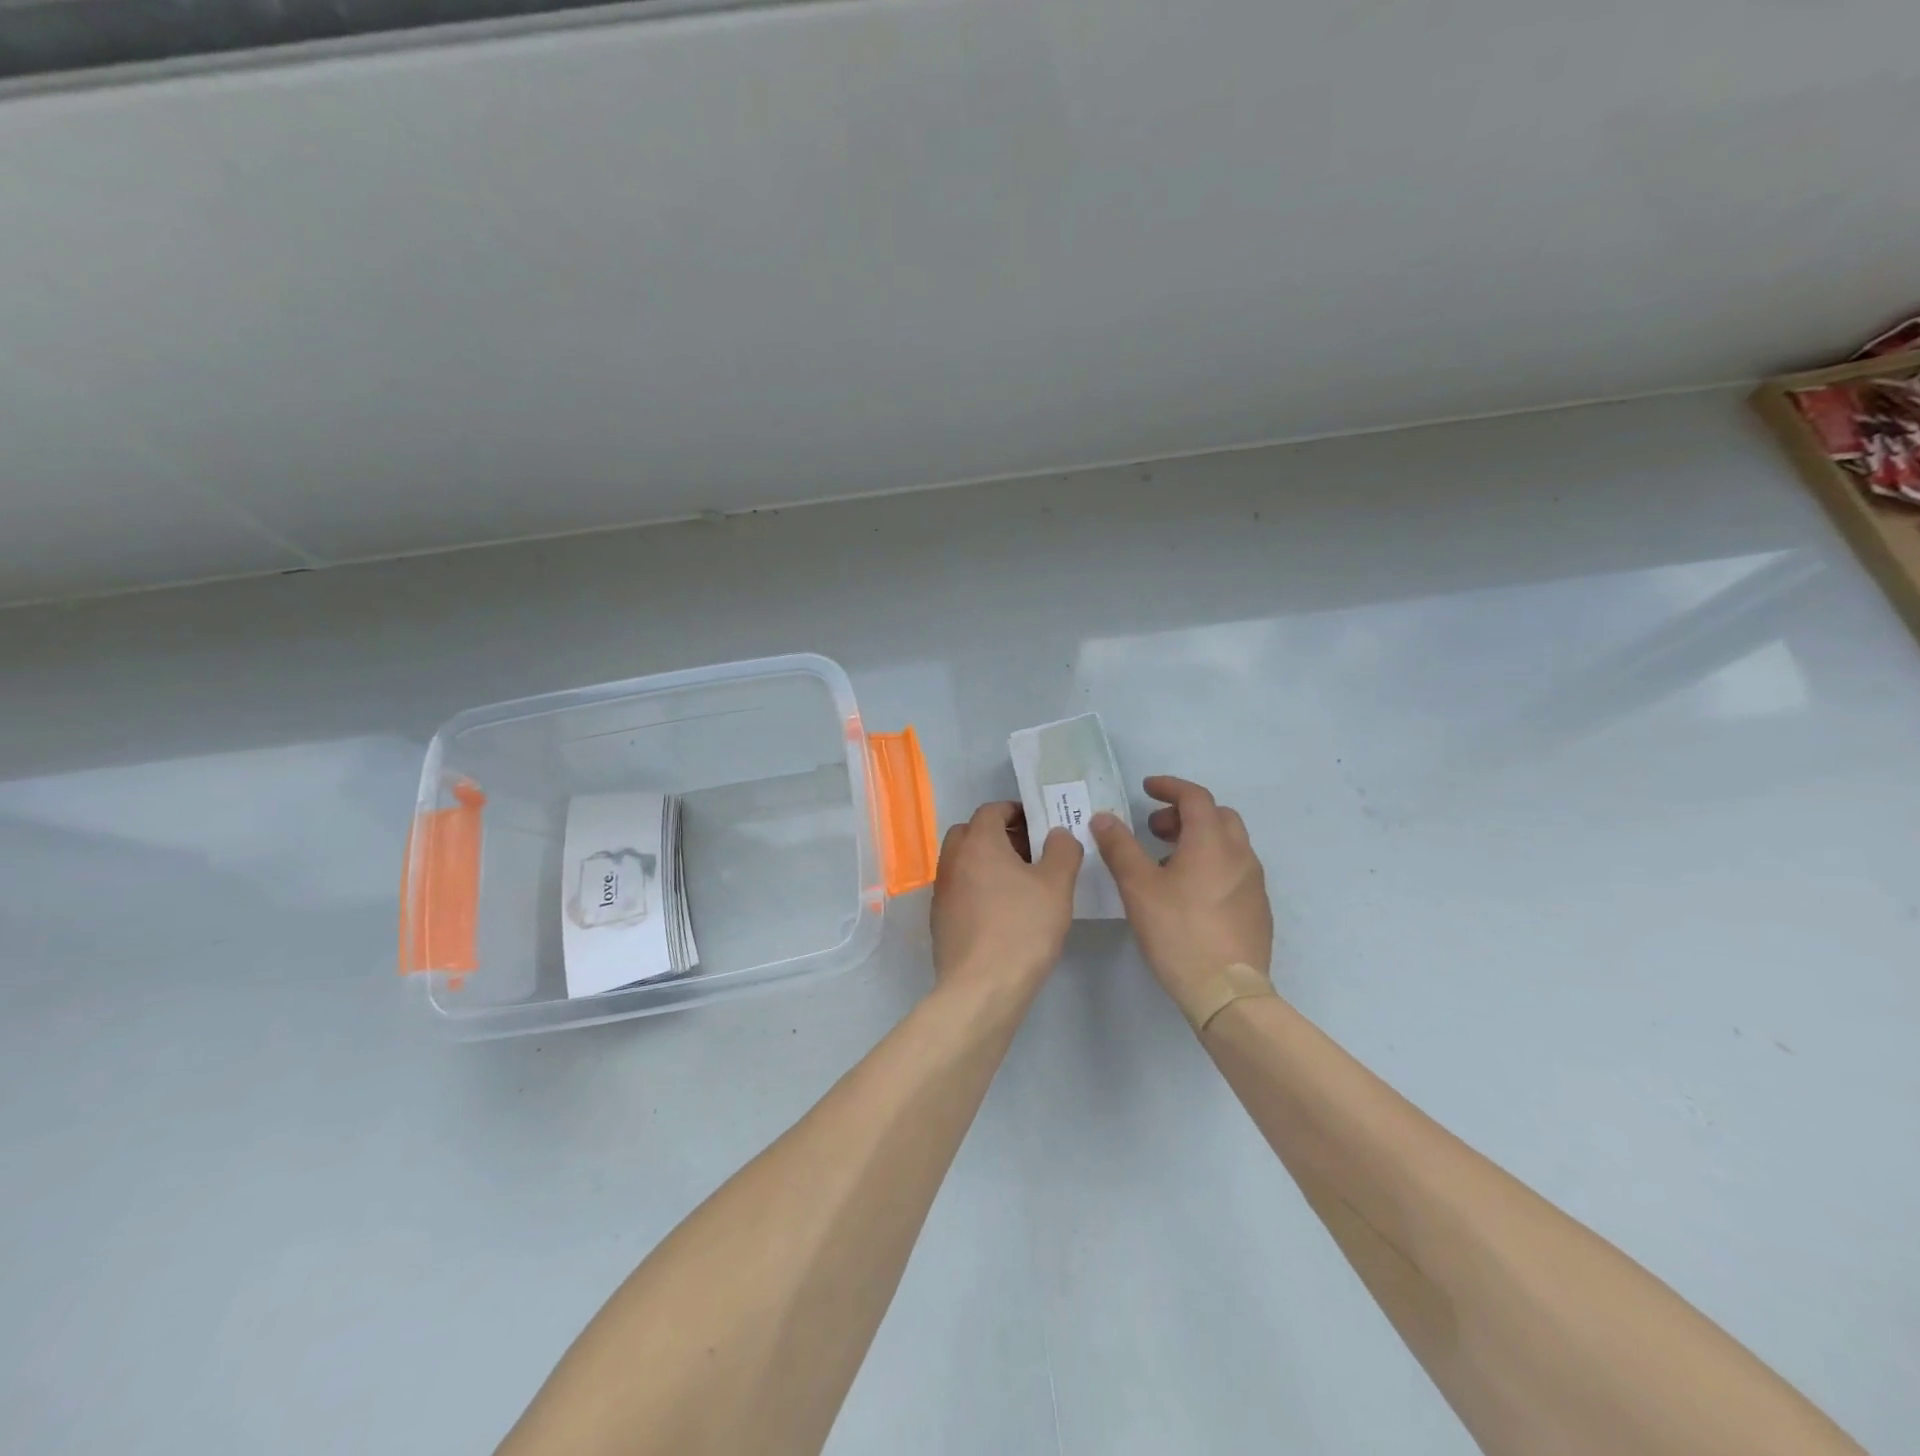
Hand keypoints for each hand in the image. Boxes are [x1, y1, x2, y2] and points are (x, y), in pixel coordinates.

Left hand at [931, 801, 1082, 995]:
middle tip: (1028, 850)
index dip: (1015, 811)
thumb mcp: (1056, 886)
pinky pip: (959, 888)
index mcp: (978, 843)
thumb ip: (1062, 851)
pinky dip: (977, 887)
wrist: (982, 987)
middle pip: (970, 832)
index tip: (1038, 823)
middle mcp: (952, 860)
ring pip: (962, 861)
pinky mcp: (939, 919)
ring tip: (1018, 882)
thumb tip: (1057, 833)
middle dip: (997, 834)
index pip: (991, 810)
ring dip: (986, 861)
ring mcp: (942, 890)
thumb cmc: (1022, 928)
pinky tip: (1001, 911)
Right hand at [1091, 776, 1273, 1011]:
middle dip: (1184, 813)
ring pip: (1228, 843)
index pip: (1195, 796)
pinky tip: (1190, 893)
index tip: (1147, 789)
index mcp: (1212, 842)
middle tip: (1154, 829)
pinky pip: (1234, 869)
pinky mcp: (1257, 908)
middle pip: (1217, 816)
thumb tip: (1104, 817)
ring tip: (1166, 863)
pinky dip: (1212, 863)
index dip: (1169, 787)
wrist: (1227, 991)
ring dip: (1198, 839)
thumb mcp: (1138, 887)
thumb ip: (1120, 847)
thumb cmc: (1178, 932)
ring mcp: (1254, 882)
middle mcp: (1240, 854)